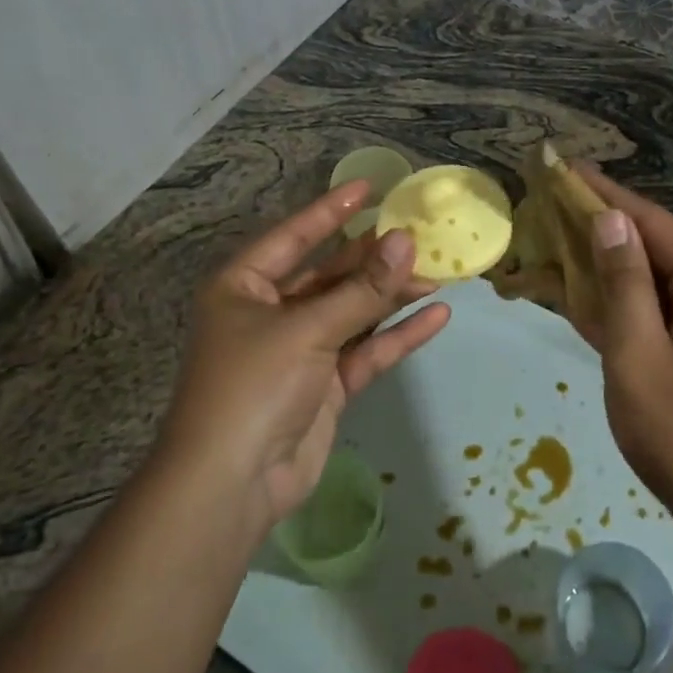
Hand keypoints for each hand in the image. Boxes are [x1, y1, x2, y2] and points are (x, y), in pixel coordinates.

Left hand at [161, 181, 449, 534]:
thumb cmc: (254, 386)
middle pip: (331, 274)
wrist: (233, 484)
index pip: (295, 235)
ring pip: (353, 312)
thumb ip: (362, 288)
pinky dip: (397, 335)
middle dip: (375, 258)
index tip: (371, 187)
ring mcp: (300, 350)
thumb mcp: (308, 328)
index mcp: (245, 286)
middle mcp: (271, 311)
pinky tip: (436, 317)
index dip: (332, 210)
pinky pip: (365, 350)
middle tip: (422, 238)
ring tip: (439, 275)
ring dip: (392, 296)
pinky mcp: (324, 386)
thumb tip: (406, 241)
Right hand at [574, 165, 672, 524]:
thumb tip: (608, 220)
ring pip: (647, 279)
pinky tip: (574, 290)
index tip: (564, 168)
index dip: (605, 195)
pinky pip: (651, 311)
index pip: (653, 223)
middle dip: (596, 229)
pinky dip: (614, 302)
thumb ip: (623, 283)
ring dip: (600, 266)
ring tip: (548, 241)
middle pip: (650, 246)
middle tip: (544, 207)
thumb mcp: (640, 355)